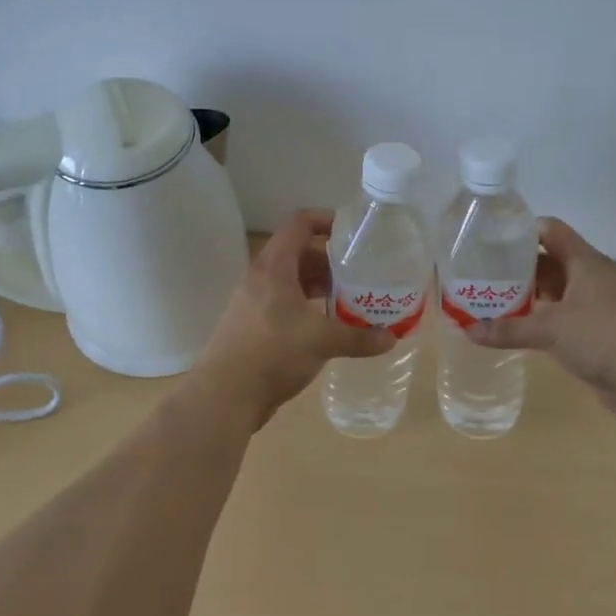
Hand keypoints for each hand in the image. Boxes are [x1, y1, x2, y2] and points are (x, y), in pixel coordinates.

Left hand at [197, 209, 395, 426]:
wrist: (225, 395)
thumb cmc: (273, 353)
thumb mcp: (322, 341)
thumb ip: (358, 337)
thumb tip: (390, 339)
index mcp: (274, 266)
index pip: (299, 223)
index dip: (327, 220)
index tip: (354, 233)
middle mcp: (260, 277)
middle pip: (298, 252)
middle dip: (330, 260)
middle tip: (360, 273)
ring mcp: (253, 301)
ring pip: (291, 281)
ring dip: (319, 286)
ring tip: (350, 299)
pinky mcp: (252, 325)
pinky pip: (283, 303)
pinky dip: (306, 307)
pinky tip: (327, 327)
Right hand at [468, 218, 615, 420]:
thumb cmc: (601, 337)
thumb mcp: (549, 330)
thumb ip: (508, 328)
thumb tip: (468, 330)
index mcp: (585, 263)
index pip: (551, 231)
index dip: (522, 230)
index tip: (491, 239)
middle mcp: (591, 278)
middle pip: (549, 261)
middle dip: (517, 267)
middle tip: (482, 274)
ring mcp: (596, 305)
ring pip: (555, 291)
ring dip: (528, 295)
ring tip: (491, 300)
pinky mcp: (597, 331)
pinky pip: (562, 316)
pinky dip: (540, 319)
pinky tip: (517, 328)